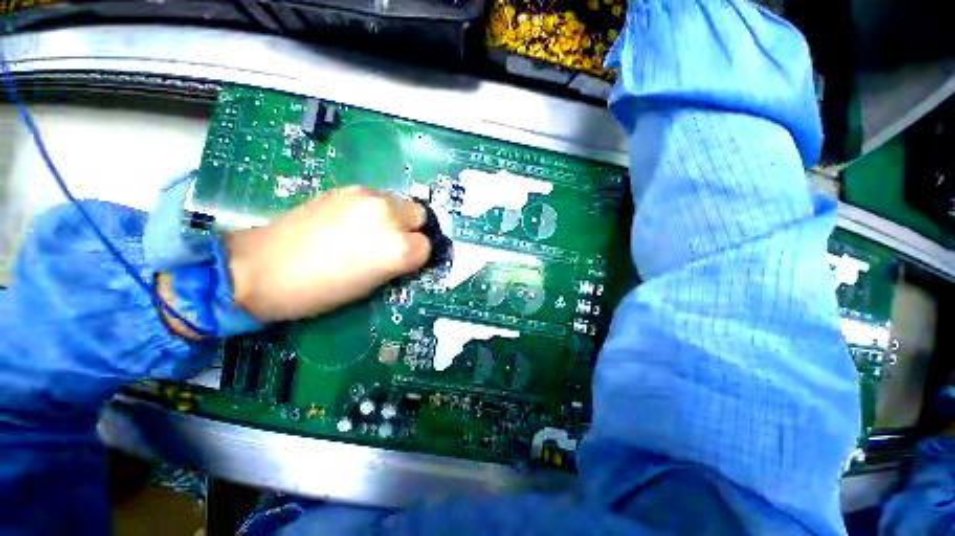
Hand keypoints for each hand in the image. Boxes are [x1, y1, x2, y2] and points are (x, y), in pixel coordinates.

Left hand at [225, 186, 430, 320]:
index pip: (427, 245)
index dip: (418, 255)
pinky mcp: (346, 188)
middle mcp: (389, 217)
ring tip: (369, 231)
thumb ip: (398, 264)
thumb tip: (409, 253)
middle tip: (392, 241)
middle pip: (419, 214)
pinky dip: (373, 209)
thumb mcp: (372, 285)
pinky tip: (350, 221)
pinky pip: (375, 197)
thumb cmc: (322, 291)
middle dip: (412, 228)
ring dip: (393, 216)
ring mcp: (367, 198)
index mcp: (398, 249)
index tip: (404, 261)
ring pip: (399, 202)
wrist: (263, 268)